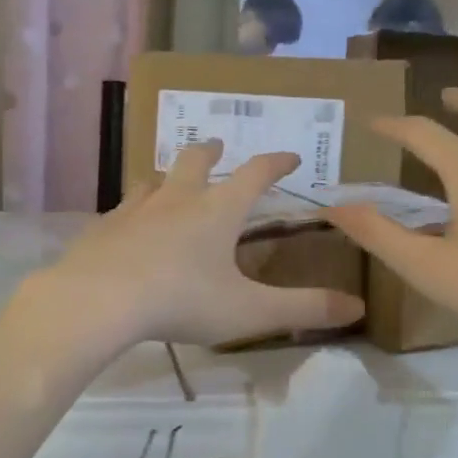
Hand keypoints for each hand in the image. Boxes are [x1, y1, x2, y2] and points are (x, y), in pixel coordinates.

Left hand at [33, 141, 365, 351]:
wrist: (99, 300)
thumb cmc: (181, 301)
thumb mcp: (249, 311)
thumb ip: (303, 309)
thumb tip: (358, 307)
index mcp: (217, 211)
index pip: (255, 174)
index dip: (276, 162)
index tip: (291, 156)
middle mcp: (177, 199)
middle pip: (195, 161)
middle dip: (211, 151)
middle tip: (217, 146)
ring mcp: (135, 209)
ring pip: (154, 180)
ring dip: (168, 175)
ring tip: (170, 181)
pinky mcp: (103, 227)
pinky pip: (122, 208)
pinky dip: (134, 209)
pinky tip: (128, 224)